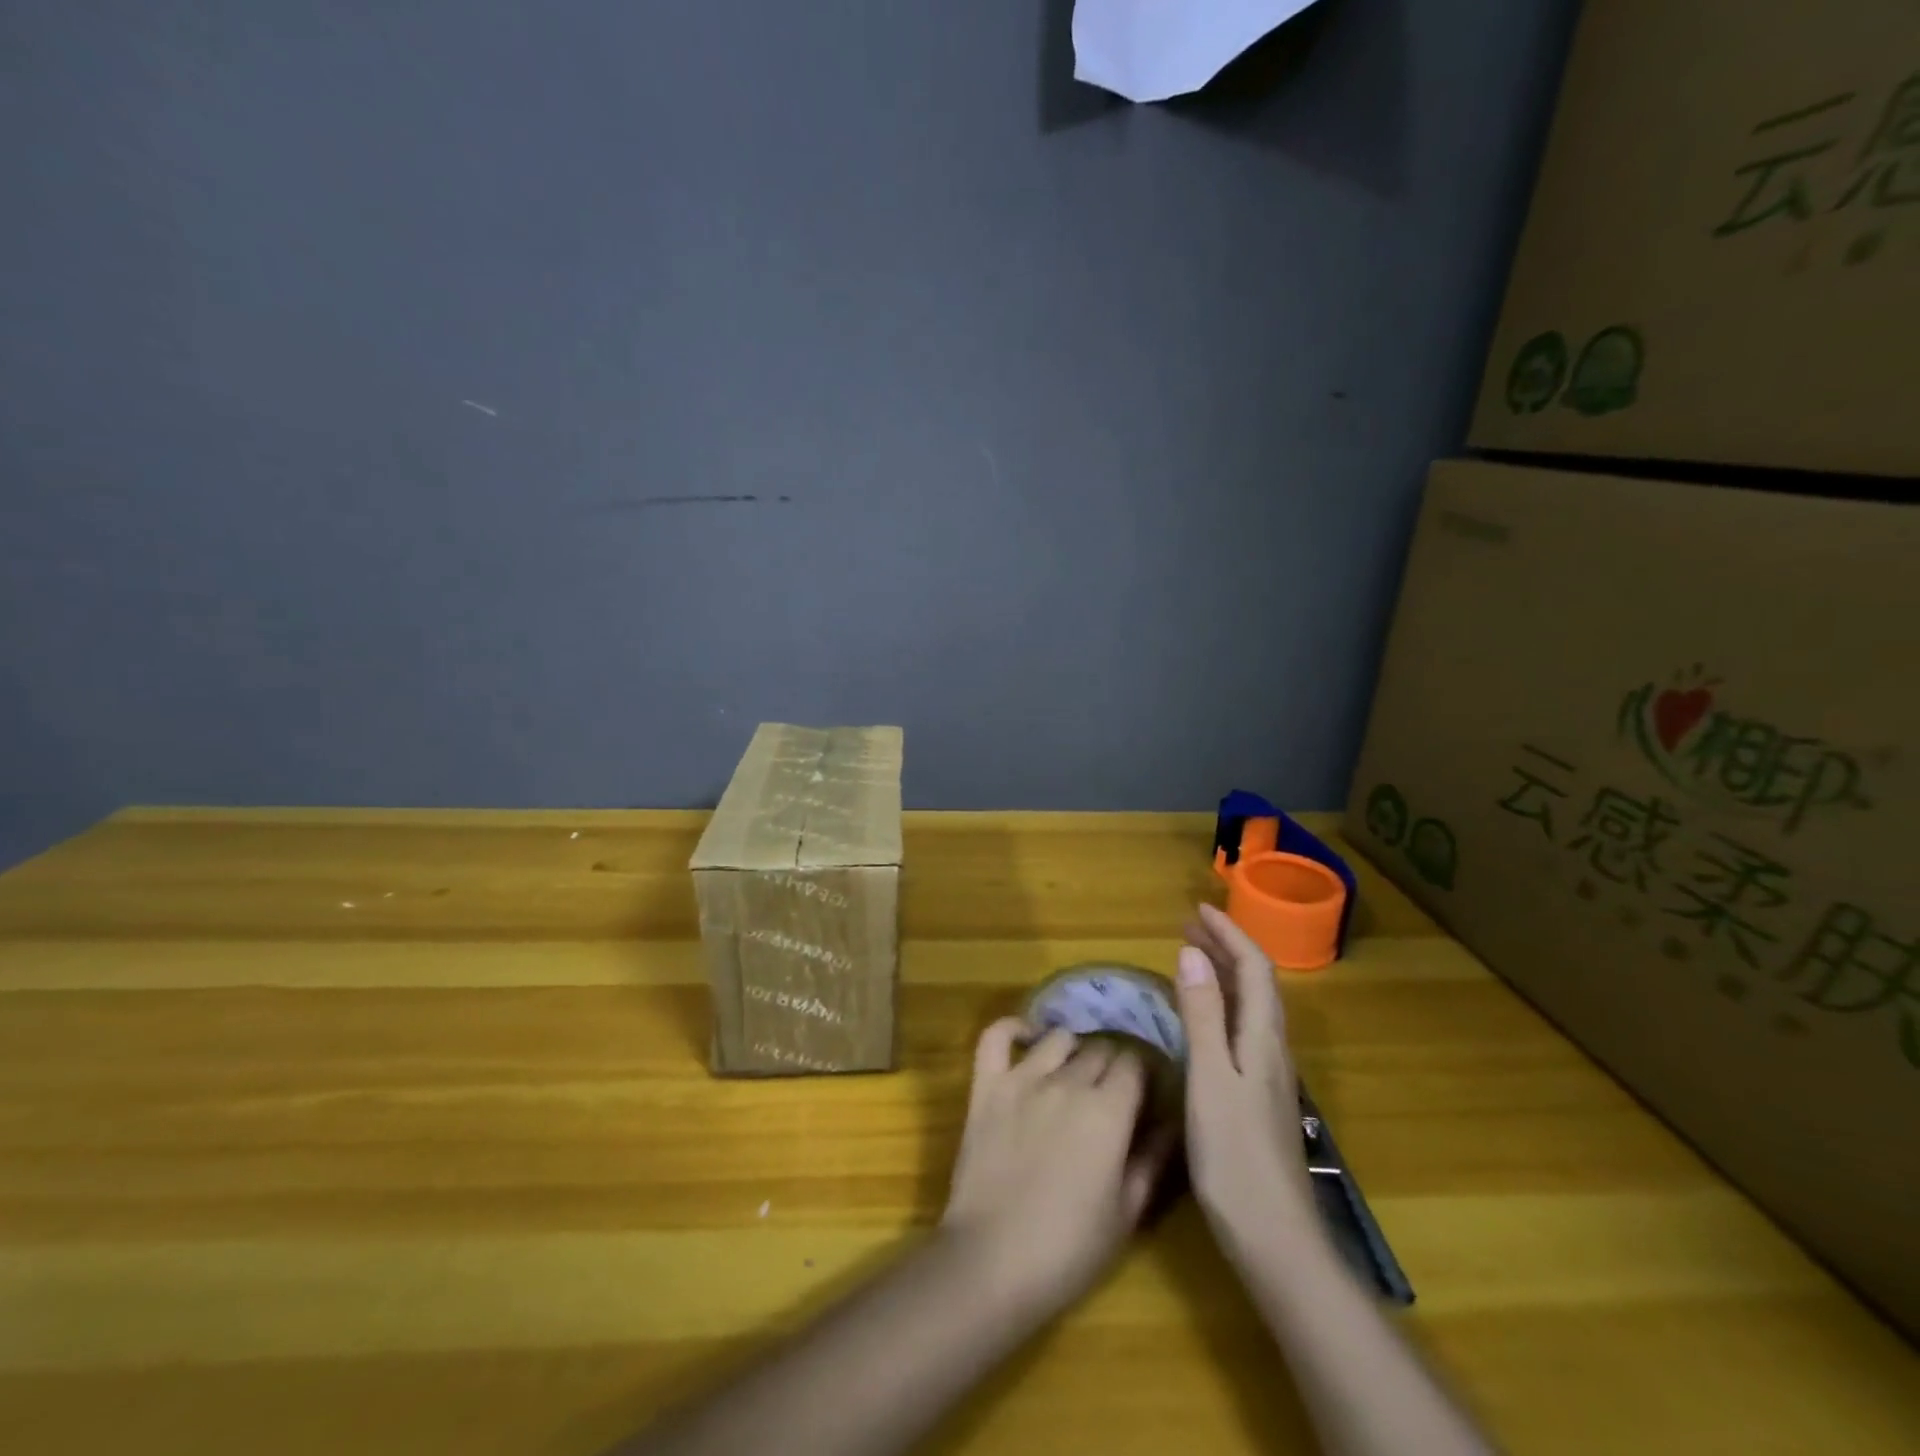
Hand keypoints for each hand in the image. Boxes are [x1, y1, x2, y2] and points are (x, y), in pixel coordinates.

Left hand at [941, 1021, 1174, 1315]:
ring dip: (1072, 1049)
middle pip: (1100, 1047)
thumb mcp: (1127, 1213)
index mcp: (1108, 1110)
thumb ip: (1152, 1159)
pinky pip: (996, 1036)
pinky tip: (1026, 1038)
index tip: (1145, 1090)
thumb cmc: (1069, 1249)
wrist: (992, 1261)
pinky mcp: (986, 1085)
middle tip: (1111, 1090)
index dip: (1143, 1073)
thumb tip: (1172, 1122)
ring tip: (1073, 1072)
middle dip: (1112, 1062)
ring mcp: (1022, 1078)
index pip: (1135, 1063)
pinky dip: (1012, 1029)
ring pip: (1058, 1038)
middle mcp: (1068, 1082)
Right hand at [1176, 904, 1319, 1247]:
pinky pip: (1243, 1030)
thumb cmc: (1235, 1156)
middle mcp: (1272, 1050)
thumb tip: (1192, 953)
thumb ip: (1202, 1016)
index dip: (1230, 933)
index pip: (1254, 968)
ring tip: (1193, 958)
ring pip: (1251, 1007)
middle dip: (1227, 947)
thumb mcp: (1211, 1079)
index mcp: (1263, 1039)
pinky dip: (1222, 1005)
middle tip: (1190, 926)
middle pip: (1256, 984)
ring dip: (1225, 974)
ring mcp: (1269, 1076)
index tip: (1198, 909)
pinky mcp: (1260, 1097)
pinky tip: (1203, 1020)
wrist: (1276, 1240)